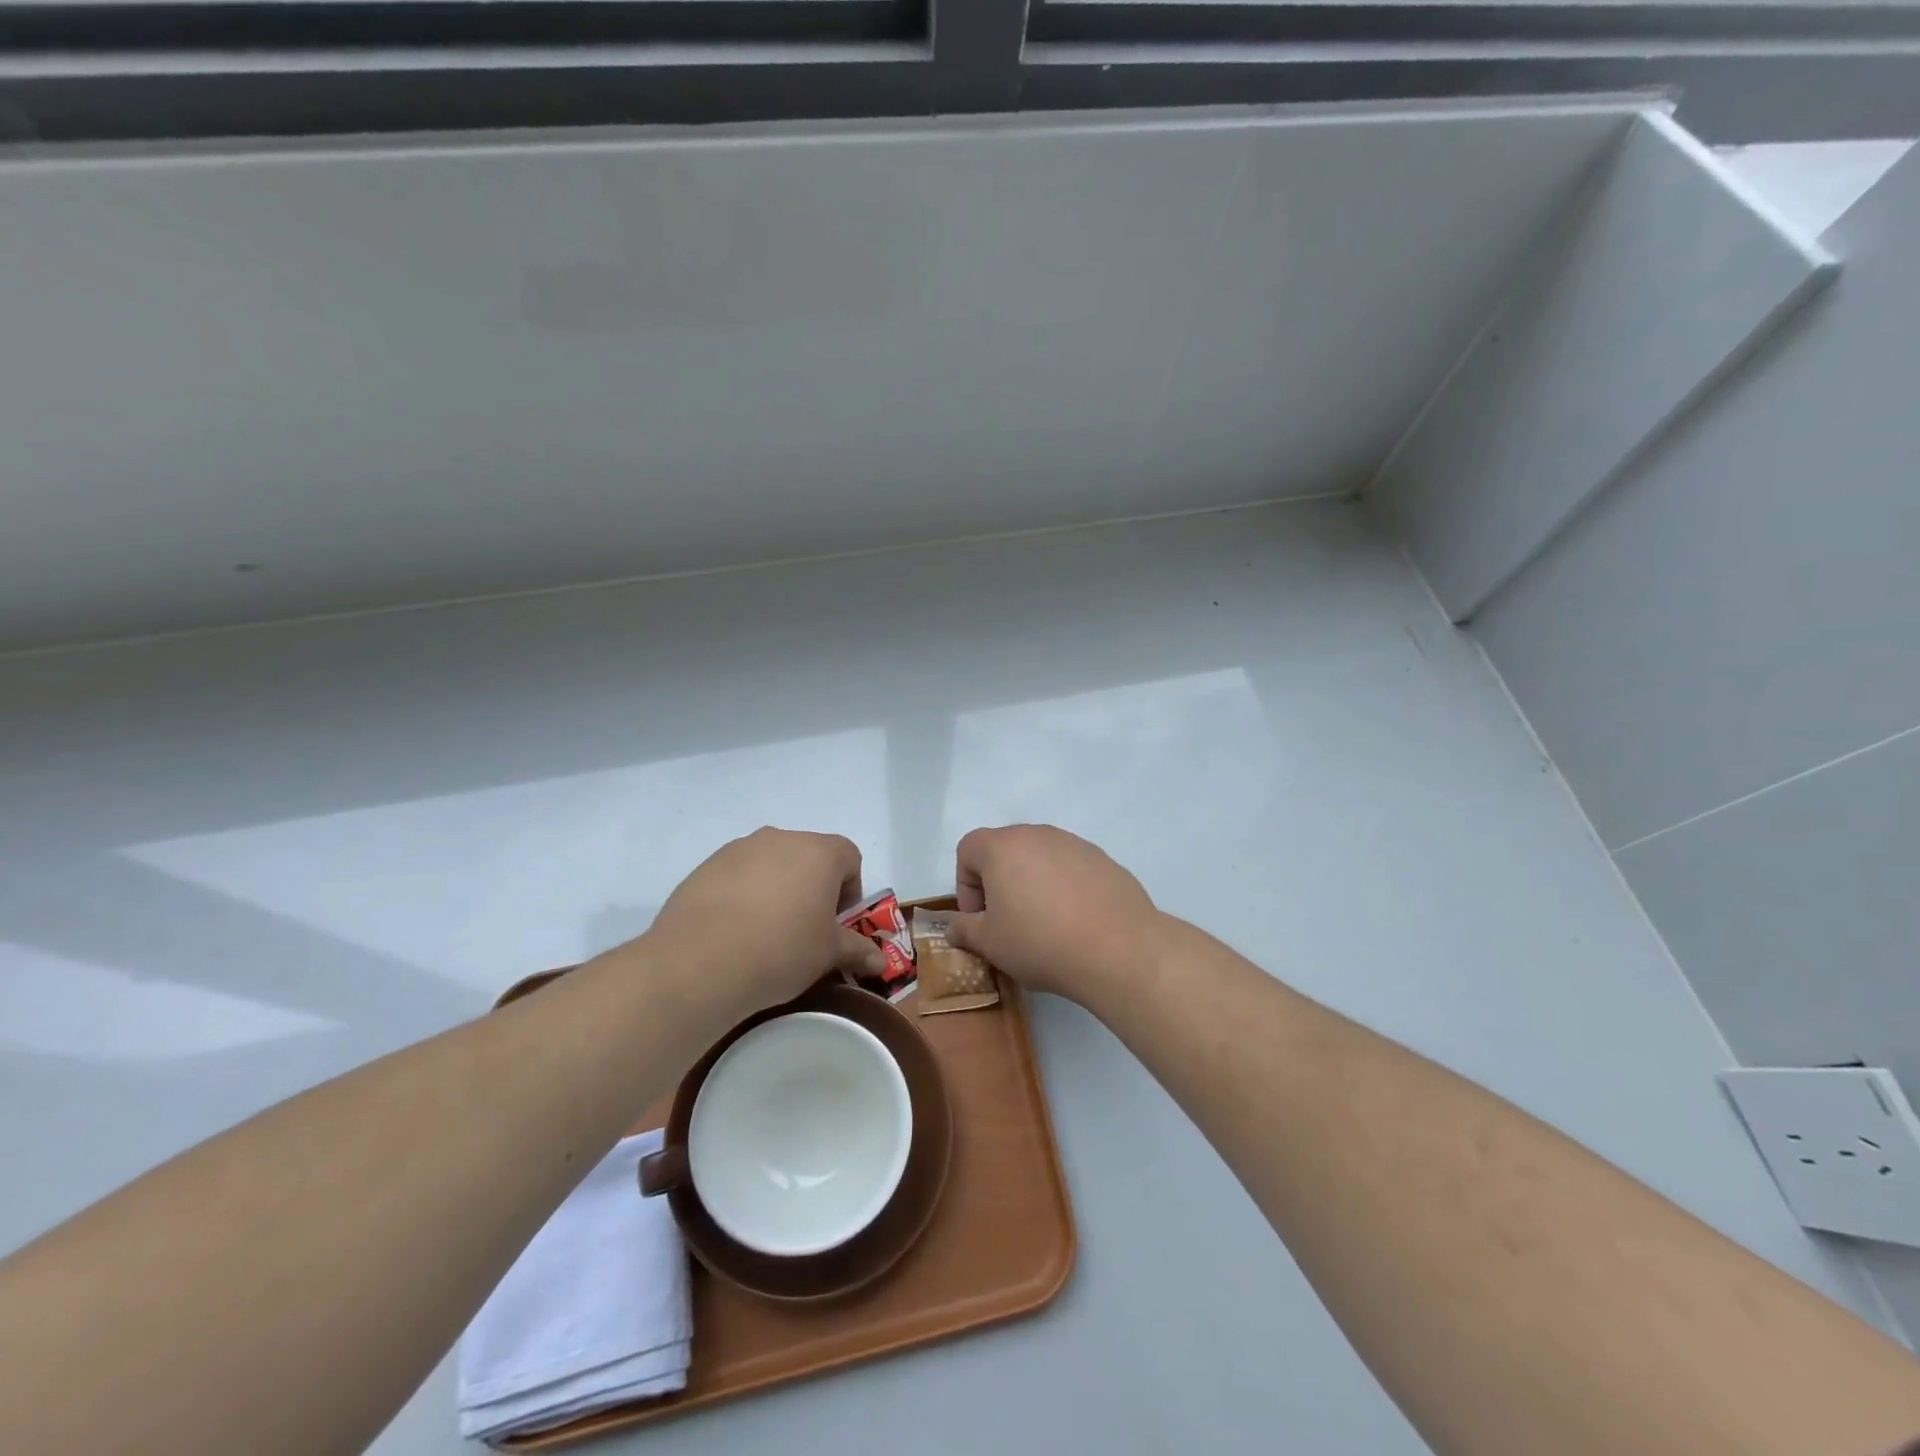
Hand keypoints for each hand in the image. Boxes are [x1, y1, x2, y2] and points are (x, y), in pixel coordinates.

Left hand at [642, 828, 886, 1016]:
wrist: (699, 962)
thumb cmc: (781, 950)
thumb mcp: (827, 955)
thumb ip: (857, 950)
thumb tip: (881, 962)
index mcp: (819, 852)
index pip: (849, 857)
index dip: (849, 889)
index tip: (836, 923)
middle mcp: (781, 838)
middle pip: (809, 856)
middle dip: (813, 887)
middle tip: (803, 929)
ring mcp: (740, 848)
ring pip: (771, 863)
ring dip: (777, 888)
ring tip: (764, 932)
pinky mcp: (706, 865)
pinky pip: (738, 874)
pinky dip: (743, 894)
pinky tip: (733, 931)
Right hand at [945, 824, 1165, 1002]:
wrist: (1118, 949)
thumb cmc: (1040, 942)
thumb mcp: (990, 944)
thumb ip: (964, 930)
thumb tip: (955, 927)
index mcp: (1002, 847)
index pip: (968, 849)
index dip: (966, 885)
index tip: (979, 918)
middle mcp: (1038, 834)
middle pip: (1005, 850)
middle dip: (998, 882)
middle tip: (1008, 921)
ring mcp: (1074, 844)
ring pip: (1040, 858)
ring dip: (1032, 884)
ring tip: (1045, 924)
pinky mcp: (1103, 859)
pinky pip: (1071, 868)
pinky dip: (1065, 888)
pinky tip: (1076, 922)